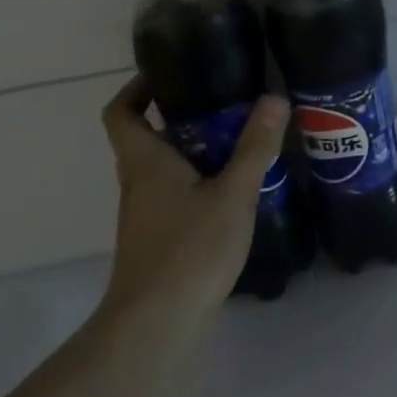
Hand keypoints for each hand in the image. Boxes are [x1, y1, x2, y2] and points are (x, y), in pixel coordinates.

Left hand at [97, 77, 288, 319]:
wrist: (156, 324)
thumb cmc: (190, 250)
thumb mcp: (233, 193)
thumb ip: (255, 147)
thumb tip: (274, 97)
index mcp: (145, 162)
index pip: (121, 112)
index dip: (138, 87)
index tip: (172, 72)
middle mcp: (138, 181)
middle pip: (148, 135)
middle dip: (183, 113)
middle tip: (227, 99)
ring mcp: (146, 211)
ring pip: (165, 164)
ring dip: (195, 146)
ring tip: (241, 135)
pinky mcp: (159, 234)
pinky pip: (176, 189)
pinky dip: (200, 175)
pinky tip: (236, 184)